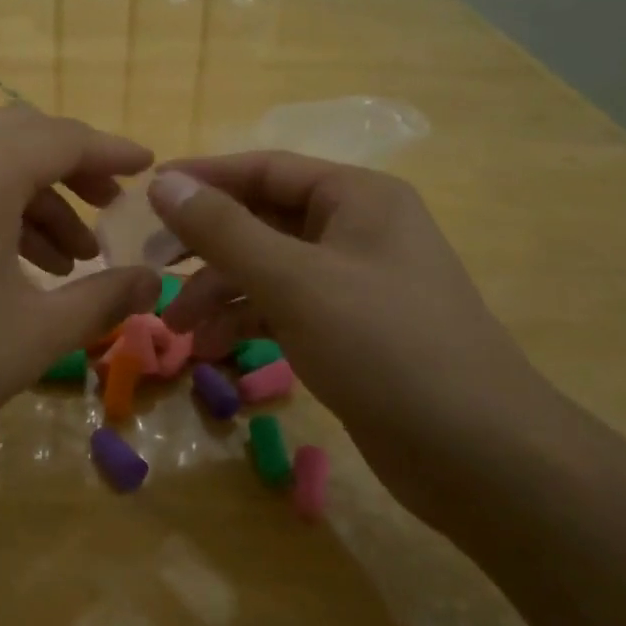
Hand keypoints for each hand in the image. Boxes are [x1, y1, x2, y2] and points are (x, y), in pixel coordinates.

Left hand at [0, 107, 162, 482]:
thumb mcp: (35, 334)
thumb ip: (102, 298)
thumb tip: (152, 281)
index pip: (63, 138)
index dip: (112, 151)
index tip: (149, 167)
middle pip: (22, 138)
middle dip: (73, 167)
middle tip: (109, 207)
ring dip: (35, 198)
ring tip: (71, 260)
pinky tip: (15, 270)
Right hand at [149, 154, 554, 521]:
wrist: (479, 456)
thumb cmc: (384, 347)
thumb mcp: (293, 281)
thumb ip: (223, 230)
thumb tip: (163, 183)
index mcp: (356, 197)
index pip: (264, 169)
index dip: (203, 179)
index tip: (147, 196)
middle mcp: (356, 230)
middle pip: (262, 221)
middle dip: (206, 247)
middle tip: (153, 267)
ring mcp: (354, 283)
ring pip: (269, 270)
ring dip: (221, 293)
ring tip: (178, 329)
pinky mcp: (350, 331)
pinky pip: (285, 309)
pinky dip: (247, 323)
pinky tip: (212, 351)